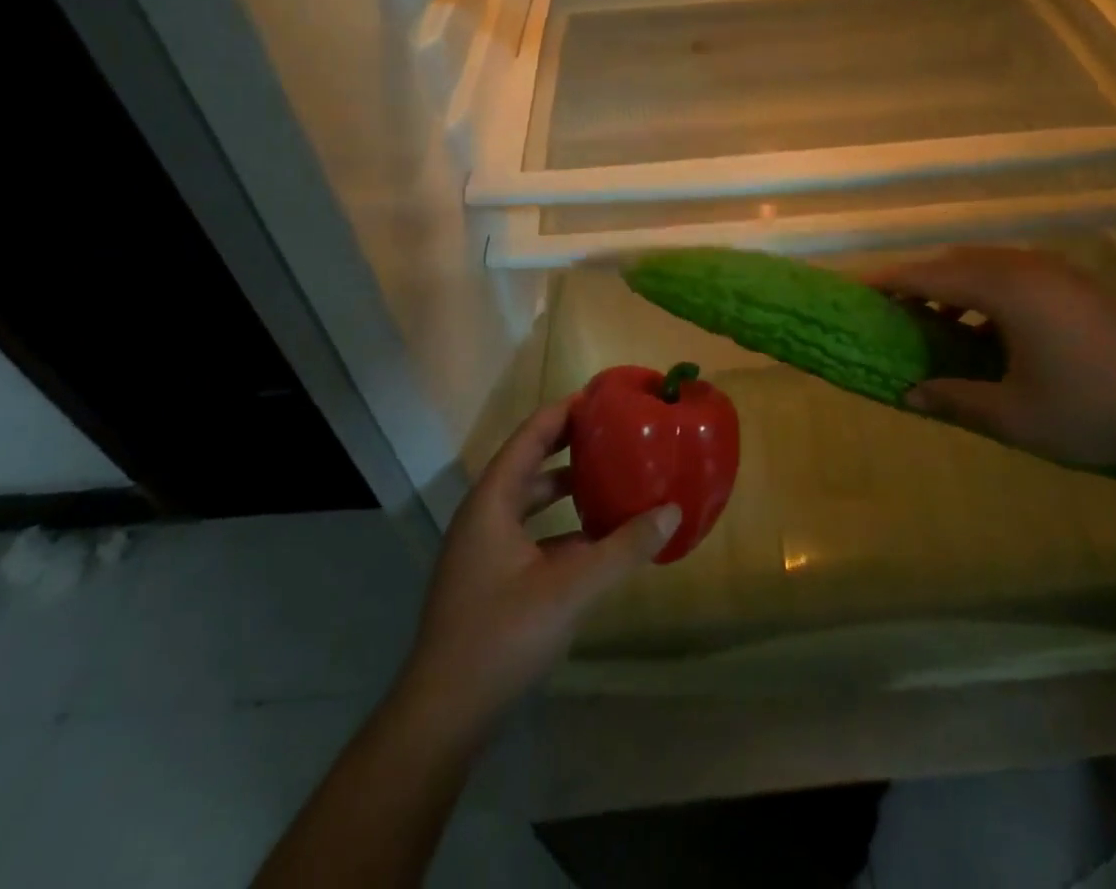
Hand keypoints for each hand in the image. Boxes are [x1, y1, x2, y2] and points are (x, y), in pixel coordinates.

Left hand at [398, 398, 679, 736]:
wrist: (442, 718)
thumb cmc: (501, 637)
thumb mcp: (571, 588)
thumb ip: (624, 548)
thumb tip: (673, 511)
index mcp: (492, 502)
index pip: (531, 436)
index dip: (564, 412)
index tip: (603, 397)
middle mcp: (483, 516)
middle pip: (529, 463)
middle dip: (570, 445)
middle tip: (614, 433)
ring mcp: (482, 551)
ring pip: (529, 502)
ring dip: (566, 489)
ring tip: (610, 479)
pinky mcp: (488, 581)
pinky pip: (530, 535)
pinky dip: (561, 528)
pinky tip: (595, 542)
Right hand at [872, 246, 1115, 473]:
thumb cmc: (1092, 410)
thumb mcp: (1014, 415)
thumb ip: (954, 399)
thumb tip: (908, 394)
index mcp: (1005, 289)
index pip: (930, 275)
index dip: (891, 281)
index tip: (858, 289)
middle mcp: (1028, 267)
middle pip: (957, 263)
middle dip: (921, 282)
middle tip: (894, 310)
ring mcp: (1060, 272)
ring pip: (989, 266)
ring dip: (957, 288)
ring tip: (939, 324)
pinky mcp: (1082, 285)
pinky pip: (1017, 275)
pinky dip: (988, 293)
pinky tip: (992, 331)